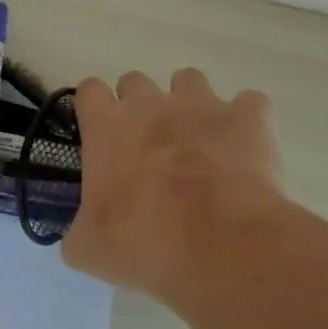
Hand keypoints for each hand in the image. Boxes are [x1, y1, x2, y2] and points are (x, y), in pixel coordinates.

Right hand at [62, 68, 281, 297]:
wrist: (220, 247)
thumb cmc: (143, 243)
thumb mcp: (89, 248)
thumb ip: (78, 229)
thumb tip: (80, 233)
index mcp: (107, 126)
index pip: (90, 90)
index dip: (94, 109)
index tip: (101, 135)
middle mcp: (150, 103)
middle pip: (135, 81)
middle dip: (139, 107)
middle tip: (147, 148)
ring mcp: (201, 105)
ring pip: (189, 80)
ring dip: (190, 103)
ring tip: (198, 141)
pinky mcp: (247, 118)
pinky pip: (249, 103)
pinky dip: (246, 120)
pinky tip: (245, 147)